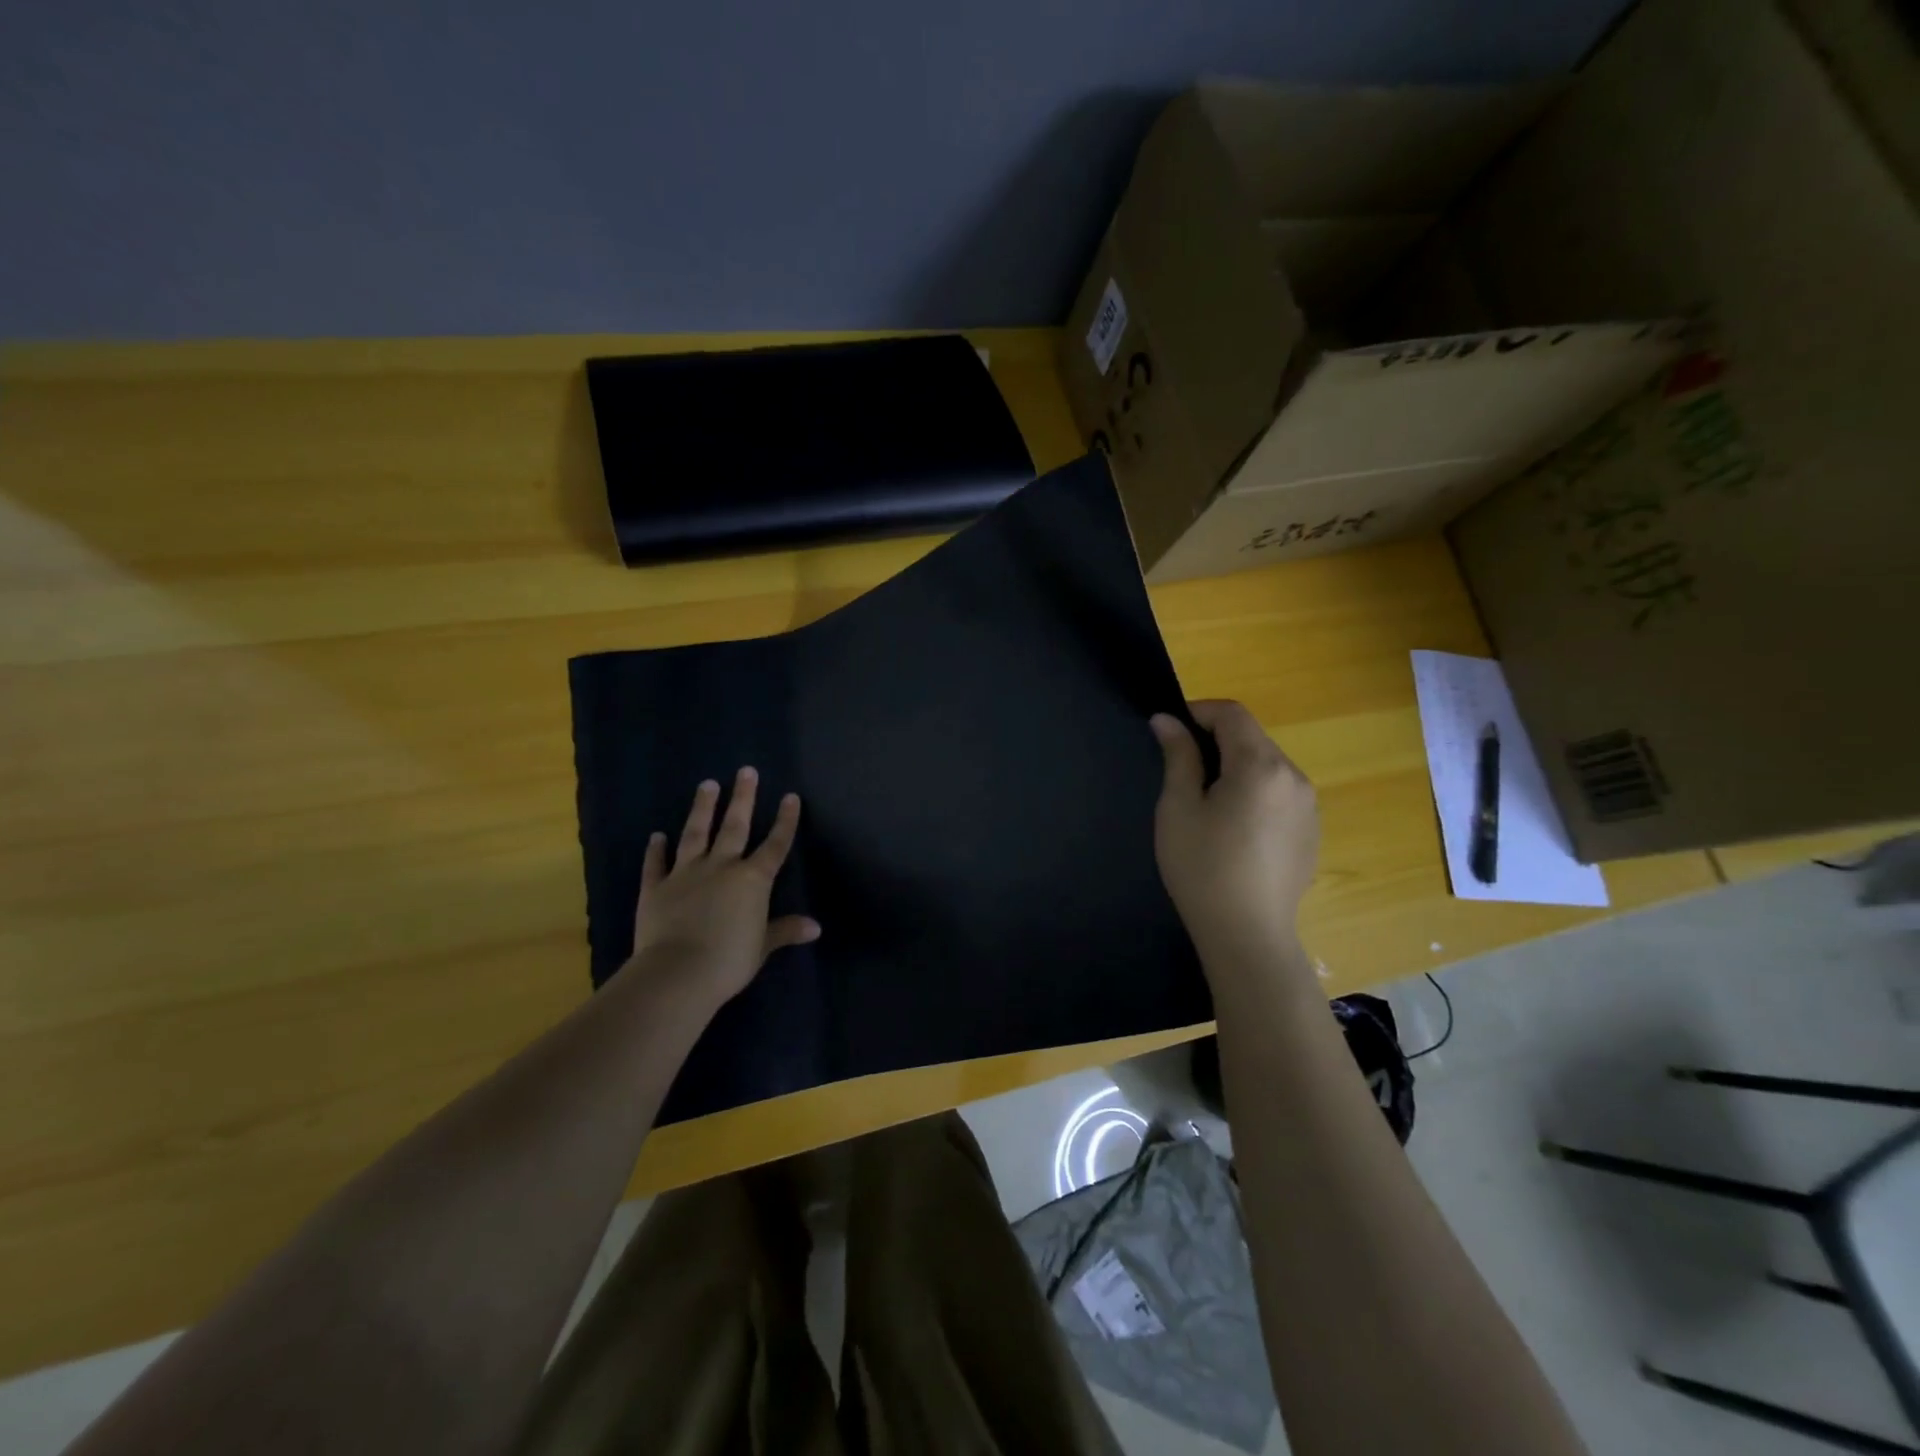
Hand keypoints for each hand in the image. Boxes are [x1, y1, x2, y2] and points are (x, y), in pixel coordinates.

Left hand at [627, 767, 820, 1007]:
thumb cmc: (729, 960)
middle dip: (743, 798)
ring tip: (707, 784)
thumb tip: (815, 927)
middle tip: (746, 771)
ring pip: (696, 834)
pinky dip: (655, 850)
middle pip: (735, 827)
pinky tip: (656, 835)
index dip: (785, 821)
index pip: (775, 845)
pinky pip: (656, 864)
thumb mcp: (762, 946)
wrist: (677, 973)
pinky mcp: (656, 888)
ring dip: (702, 808)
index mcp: (752, 880)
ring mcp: (686, 874)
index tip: (790, 796)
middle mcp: (721, 867)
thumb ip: (785, 930)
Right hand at [1149, 701, 1318, 968]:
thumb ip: (1178, 756)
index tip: (1169, 731)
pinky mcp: (1312, 831)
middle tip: (1181, 771)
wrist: (1247, 935)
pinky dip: (1255, 792)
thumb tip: (1167, 720)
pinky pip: (1280, 793)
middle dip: (1215, 741)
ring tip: (1207, 803)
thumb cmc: (1202, 867)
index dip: (1197, 712)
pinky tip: (1235, 830)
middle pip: (1252, 738)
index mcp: (1261, 765)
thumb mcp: (1178, 808)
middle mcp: (1294, 777)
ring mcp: (1309, 806)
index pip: (1232, 713)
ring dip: (1236, 767)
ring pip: (1267, 766)